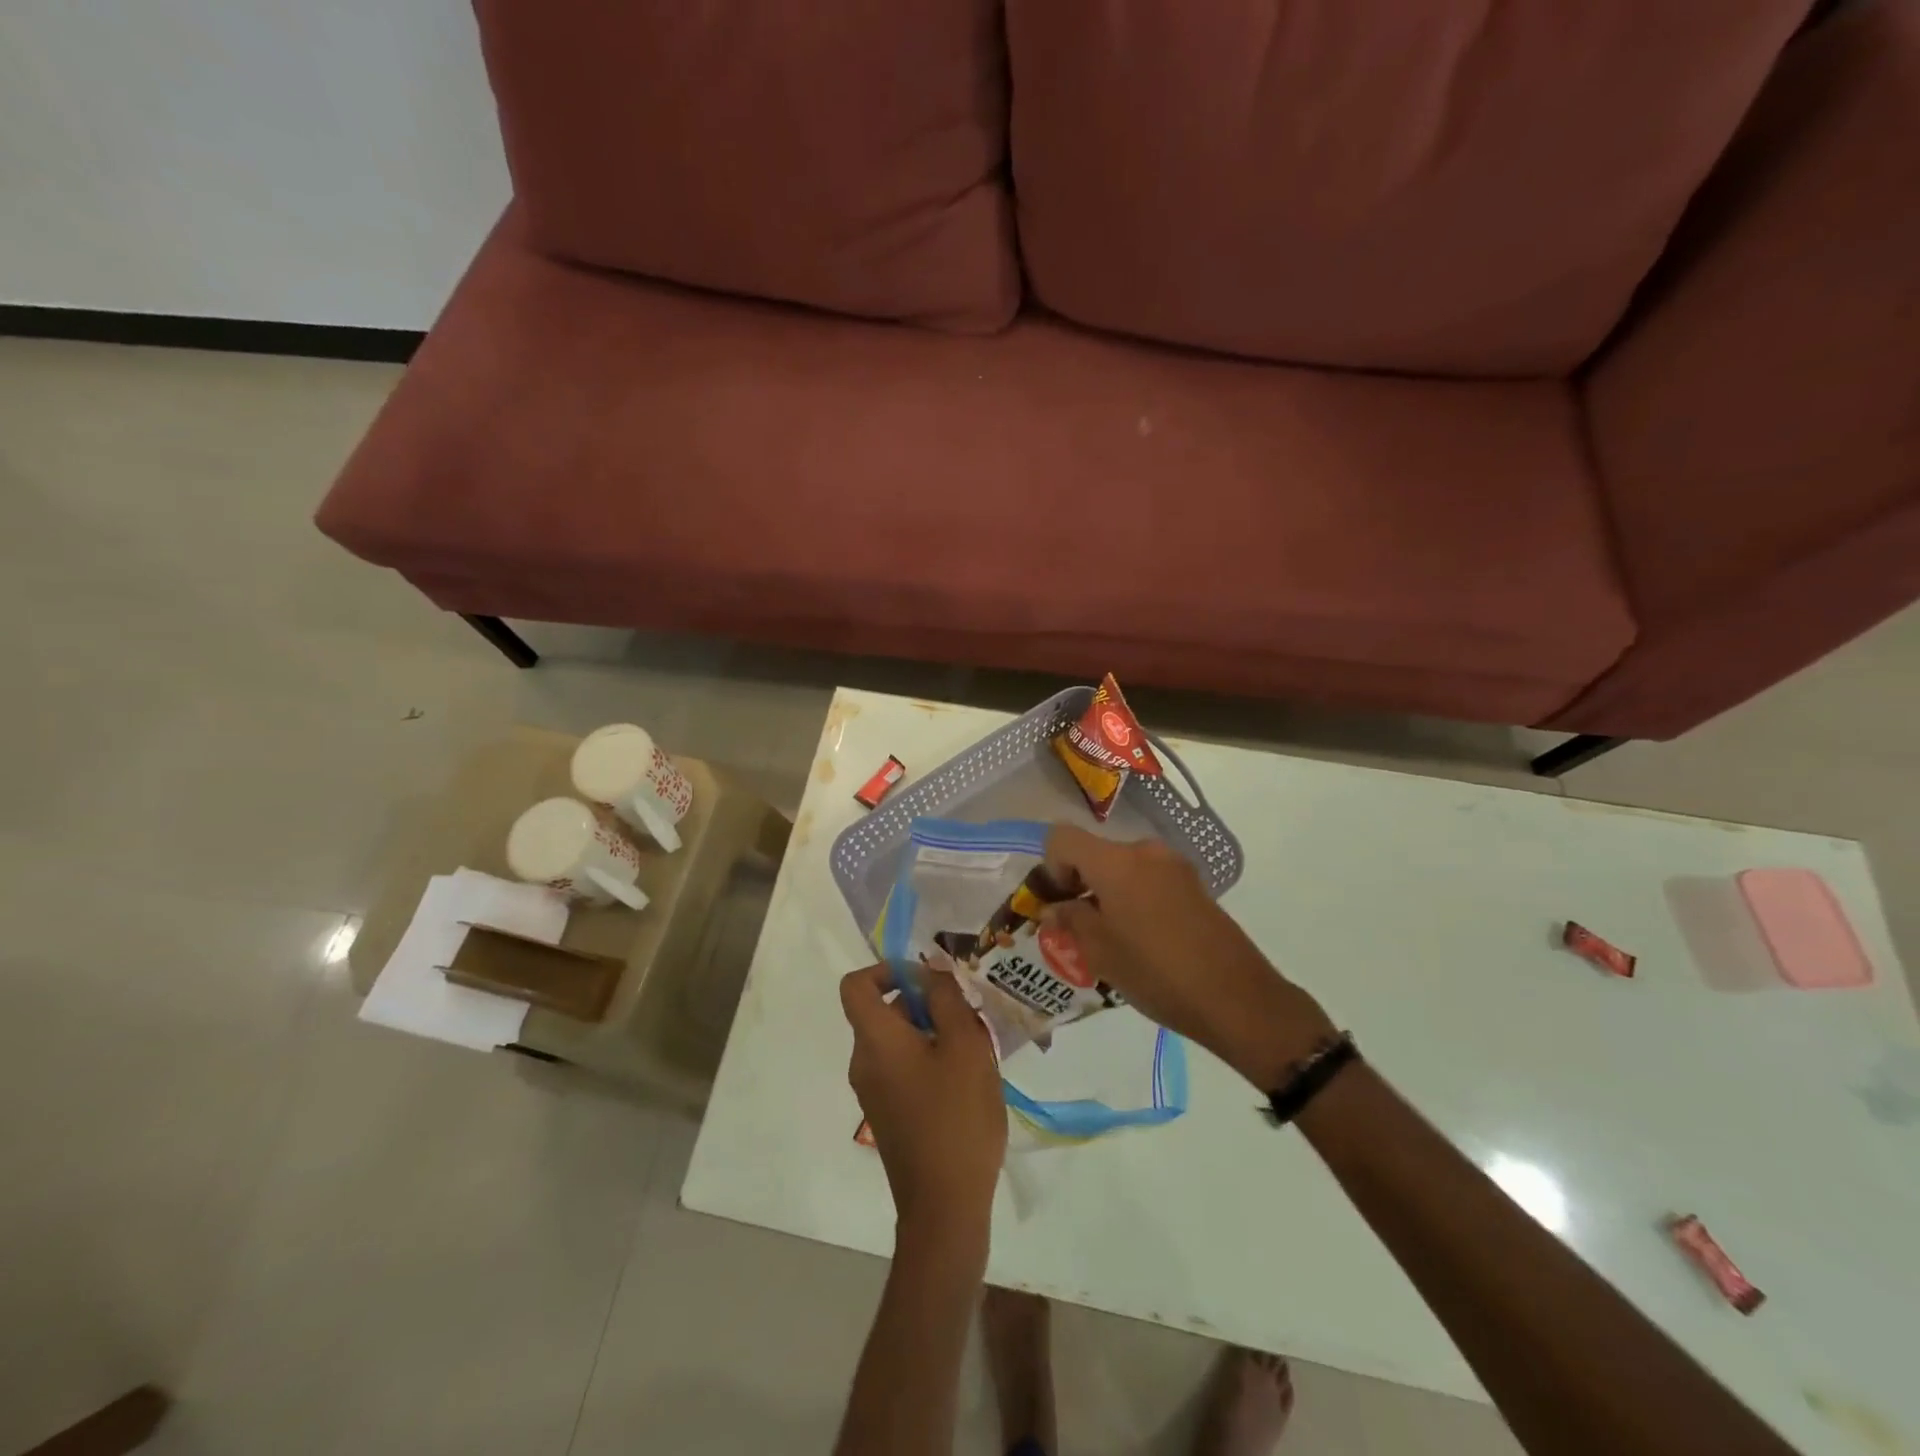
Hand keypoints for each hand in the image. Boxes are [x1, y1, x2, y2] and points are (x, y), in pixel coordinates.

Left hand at [839, 963, 1006, 1235]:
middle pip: (882, 1011)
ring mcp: (874, 1092)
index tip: (927, 979)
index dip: (887, 969)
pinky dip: (928, 1059)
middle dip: (924, 1002)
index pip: (856, 985)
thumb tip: (932, 969)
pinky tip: (966, 1079)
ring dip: (932, 1031)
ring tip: (975, 1047)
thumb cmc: (956, 1118)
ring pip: (897, 1040)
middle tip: (968, 1013)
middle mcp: (864, 1062)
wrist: (944, 1208)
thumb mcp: (965, 1047)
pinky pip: (901, 1068)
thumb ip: (947, 1000)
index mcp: (875, 1040)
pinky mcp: (888, 1115)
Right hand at [1043, 827, 1337, 1088]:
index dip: (1050, 866)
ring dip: (1107, 893)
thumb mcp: (1100, 951)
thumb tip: (1055, 907)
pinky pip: (1148, 880)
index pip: (1062, 838)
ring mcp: (1174, 866)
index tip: (1058, 903)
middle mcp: (1145, 852)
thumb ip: (1070, 920)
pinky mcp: (1194, 885)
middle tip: (1077, 928)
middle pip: (1094, 853)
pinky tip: (1142, 940)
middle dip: (1078, 884)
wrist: (1237, 998)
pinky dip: (1133, 899)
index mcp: (1116, 861)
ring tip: (1110, 939)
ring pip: (1122, 868)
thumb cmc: (1157, 972)